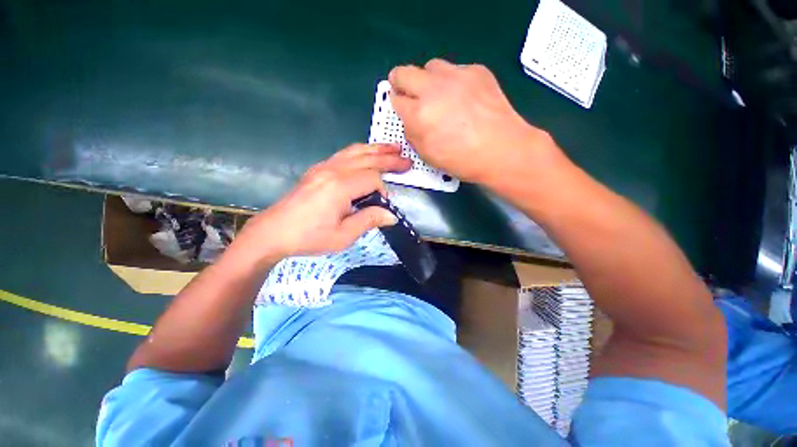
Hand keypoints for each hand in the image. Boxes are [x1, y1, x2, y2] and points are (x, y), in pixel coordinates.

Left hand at [233, 144, 411, 266]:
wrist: (273, 232)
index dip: (383, 190)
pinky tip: (367, 154)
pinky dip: (360, 152)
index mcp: (340, 187)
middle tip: (407, 160)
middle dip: (389, 159)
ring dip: (376, 149)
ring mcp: (323, 167)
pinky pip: (344, 154)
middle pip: (367, 159)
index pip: (372, 178)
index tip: (385, 204)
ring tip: (393, 148)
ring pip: (355, 151)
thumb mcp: (343, 236)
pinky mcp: (318, 170)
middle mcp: (333, 170)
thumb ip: (369, 220)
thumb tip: (391, 215)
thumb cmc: (309, 237)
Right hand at [389, 59, 559, 184]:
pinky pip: (456, 69)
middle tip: (407, 92)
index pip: (396, 100)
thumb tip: (410, 119)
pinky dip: (453, 81)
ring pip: (430, 67)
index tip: (401, 107)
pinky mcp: (476, 71)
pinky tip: (463, 98)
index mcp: (419, 115)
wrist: (502, 150)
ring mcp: (456, 76)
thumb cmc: (462, 160)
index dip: (397, 104)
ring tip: (439, 95)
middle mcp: (433, 89)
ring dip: (428, 80)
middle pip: (404, 73)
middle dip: (400, 82)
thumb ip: (413, 133)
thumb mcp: (428, 155)